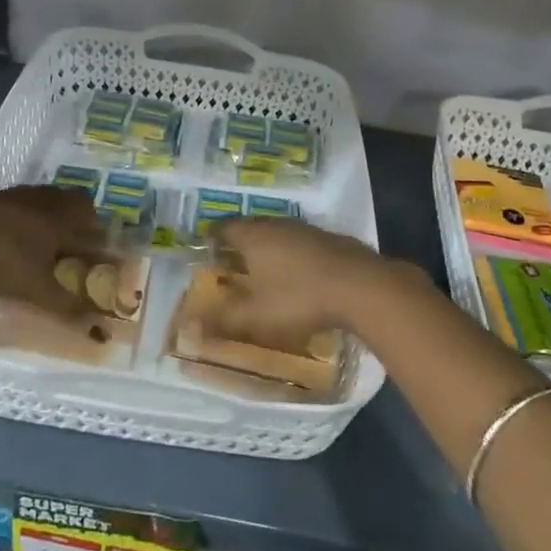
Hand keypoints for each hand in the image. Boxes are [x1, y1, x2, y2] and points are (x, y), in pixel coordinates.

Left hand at [0, 186, 109, 319]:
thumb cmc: (2, 262)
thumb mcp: (37, 290)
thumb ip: (68, 307)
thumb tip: (100, 330)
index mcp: (62, 223)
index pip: (92, 229)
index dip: (101, 242)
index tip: (106, 254)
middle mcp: (47, 203)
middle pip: (76, 201)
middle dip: (85, 217)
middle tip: (82, 237)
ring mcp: (20, 196)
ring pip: (50, 196)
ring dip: (58, 209)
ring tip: (52, 230)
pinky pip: (26, 198)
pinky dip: (31, 209)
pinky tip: (18, 227)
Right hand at [206, 218, 412, 346]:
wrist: (361, 286)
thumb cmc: (299, 298)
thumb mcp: (255, 316)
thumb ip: (221, 320)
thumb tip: (189, 325)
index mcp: (253, 235)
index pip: (223, 228)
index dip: (211, 240)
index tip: (206, 256)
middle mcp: (276, 224)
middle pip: (250, 229)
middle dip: (238, 245)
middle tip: (230, 266)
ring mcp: (305, 229)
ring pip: (277, 235)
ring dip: (267, 250)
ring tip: (262, 273)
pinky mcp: (329, 239)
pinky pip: (299, 244)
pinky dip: (291, 256)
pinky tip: (297, 277)